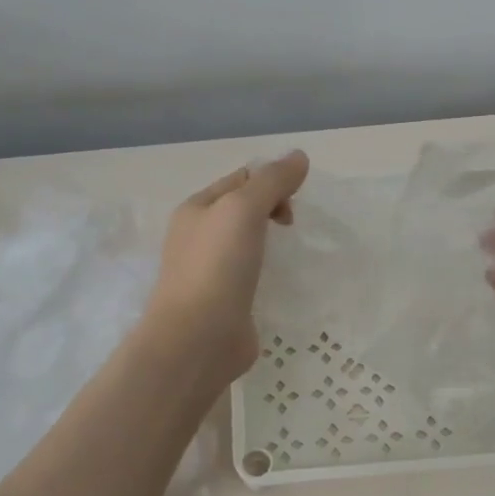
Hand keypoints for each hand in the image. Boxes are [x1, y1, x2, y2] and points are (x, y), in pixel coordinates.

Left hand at [145, 151, 310, 380]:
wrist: (197, 339)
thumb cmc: (217, 266)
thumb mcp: (243, 209)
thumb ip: (271, 181)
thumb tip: (298, 156)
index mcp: (196, 209)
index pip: (240, 179)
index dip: (270, 180)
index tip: (294, 201)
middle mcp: (199, 237)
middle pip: (244, 209)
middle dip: (273, 209)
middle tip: (291, 226)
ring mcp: (211, 272)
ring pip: (248, 244)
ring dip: (271, 242)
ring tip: (291, 252)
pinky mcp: (225, 302)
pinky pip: (251, 276)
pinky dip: (269, 272)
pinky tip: (282, 281)